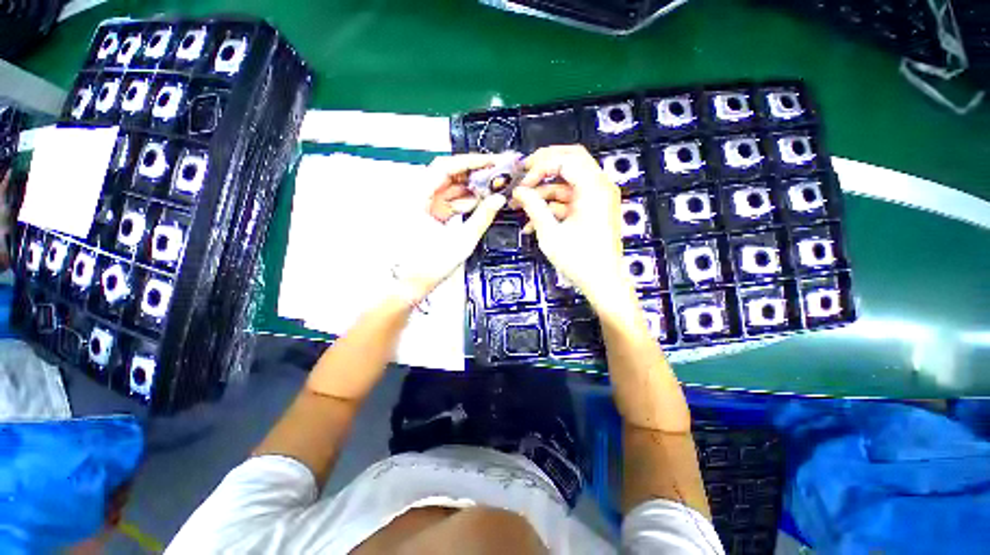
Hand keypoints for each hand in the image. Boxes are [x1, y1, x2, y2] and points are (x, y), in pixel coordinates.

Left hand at [394, 154, 504, 303]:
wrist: (411, 284)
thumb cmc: (430, 265)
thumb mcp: (462, 241)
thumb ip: (482, 217)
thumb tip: (498, 200)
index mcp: (417, 198)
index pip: (444, 167)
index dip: (469, 162)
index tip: (490, 162)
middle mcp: (416, 197)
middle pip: (447, 175)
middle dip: (473, 174)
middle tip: (495, 174)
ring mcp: (422, 206)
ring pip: (448, 188)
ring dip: (469, 188)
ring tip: (491, 189)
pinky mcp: (427, 215)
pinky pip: (447, 201)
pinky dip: (463, 201)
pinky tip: (479, 203)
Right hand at [511, 145, 629, 307]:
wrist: (602, 283)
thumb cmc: (578, 260)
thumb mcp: (551, 233)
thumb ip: (533, 207)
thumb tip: (518, 191)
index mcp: (593, 188)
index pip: (565, 160)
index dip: (540, 167)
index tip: (522, 184)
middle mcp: (599, 187)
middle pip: (571, 161)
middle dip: (544, 166)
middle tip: (523, 173)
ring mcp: (597, 198)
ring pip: (567, 182)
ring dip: (544, 191)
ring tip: (520, 205)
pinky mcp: (592, 210)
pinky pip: (570, 200)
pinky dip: (552, 206)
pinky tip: (532, 222)